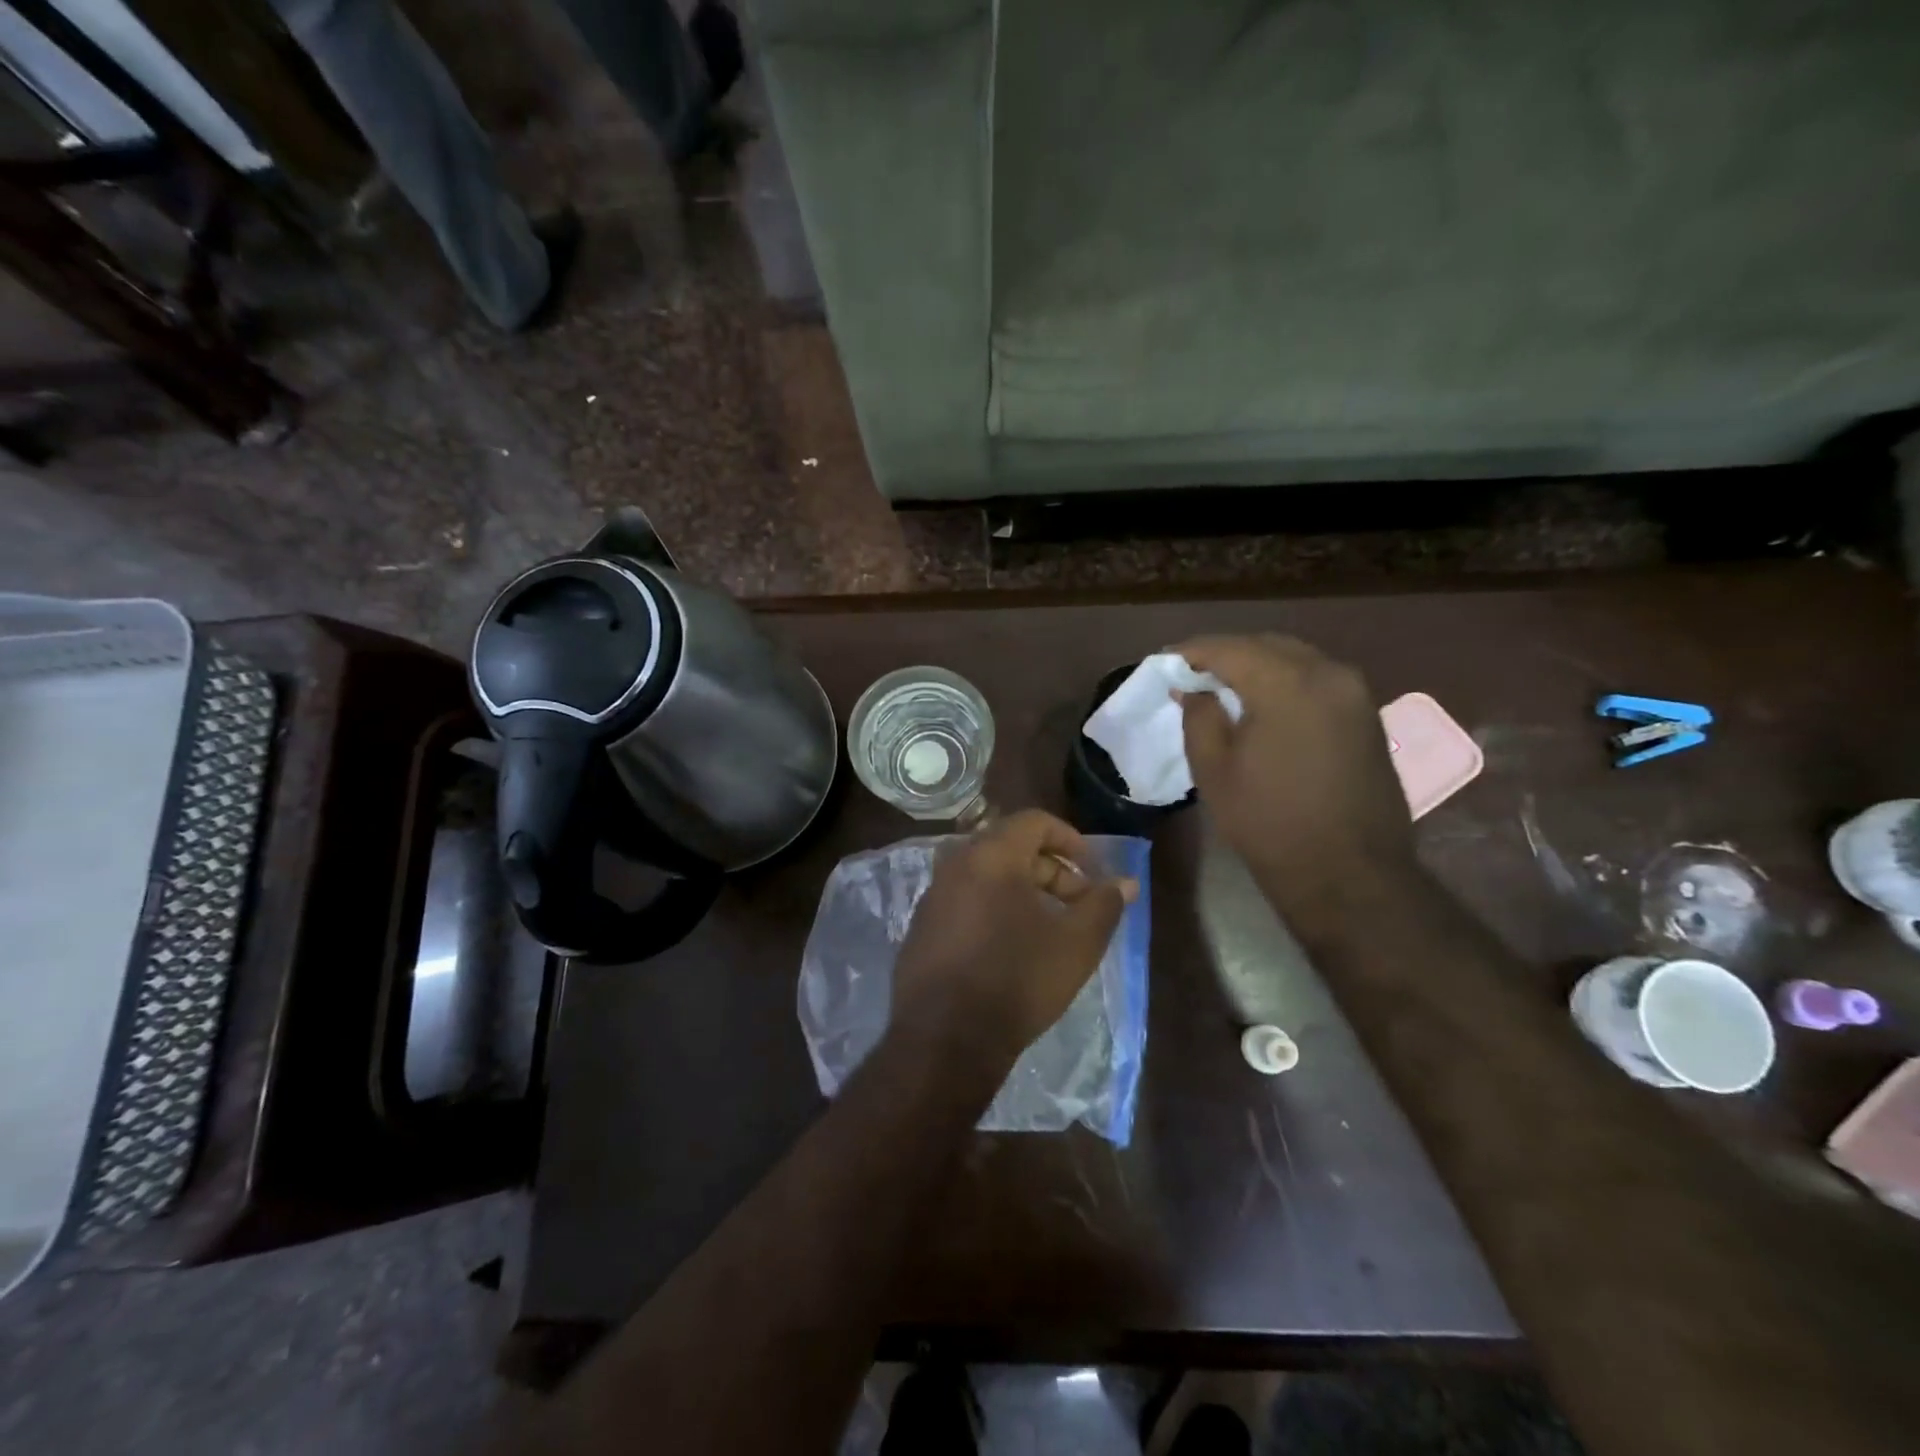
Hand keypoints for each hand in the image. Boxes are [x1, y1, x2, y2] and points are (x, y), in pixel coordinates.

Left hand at [889, 809, 1136, 1075]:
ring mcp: (933, 895)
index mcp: (991, 855)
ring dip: (1024, 890)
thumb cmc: (1017, 980)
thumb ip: (1104, 905)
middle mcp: (956, 864)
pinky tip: (1011, 947)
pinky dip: (995, 908)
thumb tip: (1126, 883)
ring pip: (987, 875)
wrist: (944, 1040)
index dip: (1071, 840)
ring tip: (1050, 928)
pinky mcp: (922, 926)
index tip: (1093, 871)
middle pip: (1011, 847)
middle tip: (1078, 905)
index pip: (1034, 821)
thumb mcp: (1076, 944)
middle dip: (1051, 870)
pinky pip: (966, 900)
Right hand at [1176, 635, 1417, 927]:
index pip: (1229, 648)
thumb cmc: (1269, 822)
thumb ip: (1199, 717)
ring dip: (1258, 666)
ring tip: (1225, 688)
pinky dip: (1286, 682)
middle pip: (1266, 645)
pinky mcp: (1368, 715)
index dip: (1192, 652)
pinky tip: (1265, 704)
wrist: (1349, 873)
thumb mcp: (1213, 770)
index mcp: (1287, 684)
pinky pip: (1318, 680)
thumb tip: (1195, 689)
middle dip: (1226, 655)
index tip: (1164, 663)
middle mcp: (1329, 674)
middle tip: (1192, 674)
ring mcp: (1356, 693)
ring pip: (1296, 659)